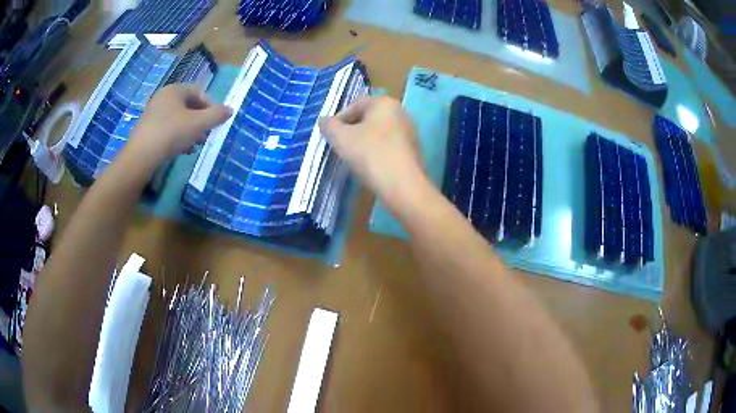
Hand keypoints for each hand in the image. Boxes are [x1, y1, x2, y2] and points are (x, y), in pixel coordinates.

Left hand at [127, 85, 231, 165]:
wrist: (141, 155)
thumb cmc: (171, 132)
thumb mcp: (198, 123)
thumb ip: (216, 115)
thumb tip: (230, 110)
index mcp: (175, 90)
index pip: (199, 92)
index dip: (211, 106)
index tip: (216, 121)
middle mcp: (163, 97)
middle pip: (188, 106)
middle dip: (200, 120)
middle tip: (206, 134)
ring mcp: (153, 113)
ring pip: (178, 119)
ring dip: (190, 130)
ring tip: (195, 145)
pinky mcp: (148, 129)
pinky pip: (168, 128)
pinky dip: (177, 137)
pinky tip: (182, 150)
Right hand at [319, 96, 426, 213]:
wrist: (403, 186)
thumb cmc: (370, 155)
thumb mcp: (341, 139)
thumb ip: (329, 126)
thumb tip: (324, 120)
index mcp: (384, 103)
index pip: (355, 105)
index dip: (338, 119)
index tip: (330, 136)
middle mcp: (401, 112)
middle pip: (368, 118)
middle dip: (351, 131)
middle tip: (339, 146)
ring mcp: (410, 131)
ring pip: (379, 133)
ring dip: (364, 142)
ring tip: (353, 158)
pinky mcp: (414, 150)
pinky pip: (389, 146)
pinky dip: (377, 152)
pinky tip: (371, 166)